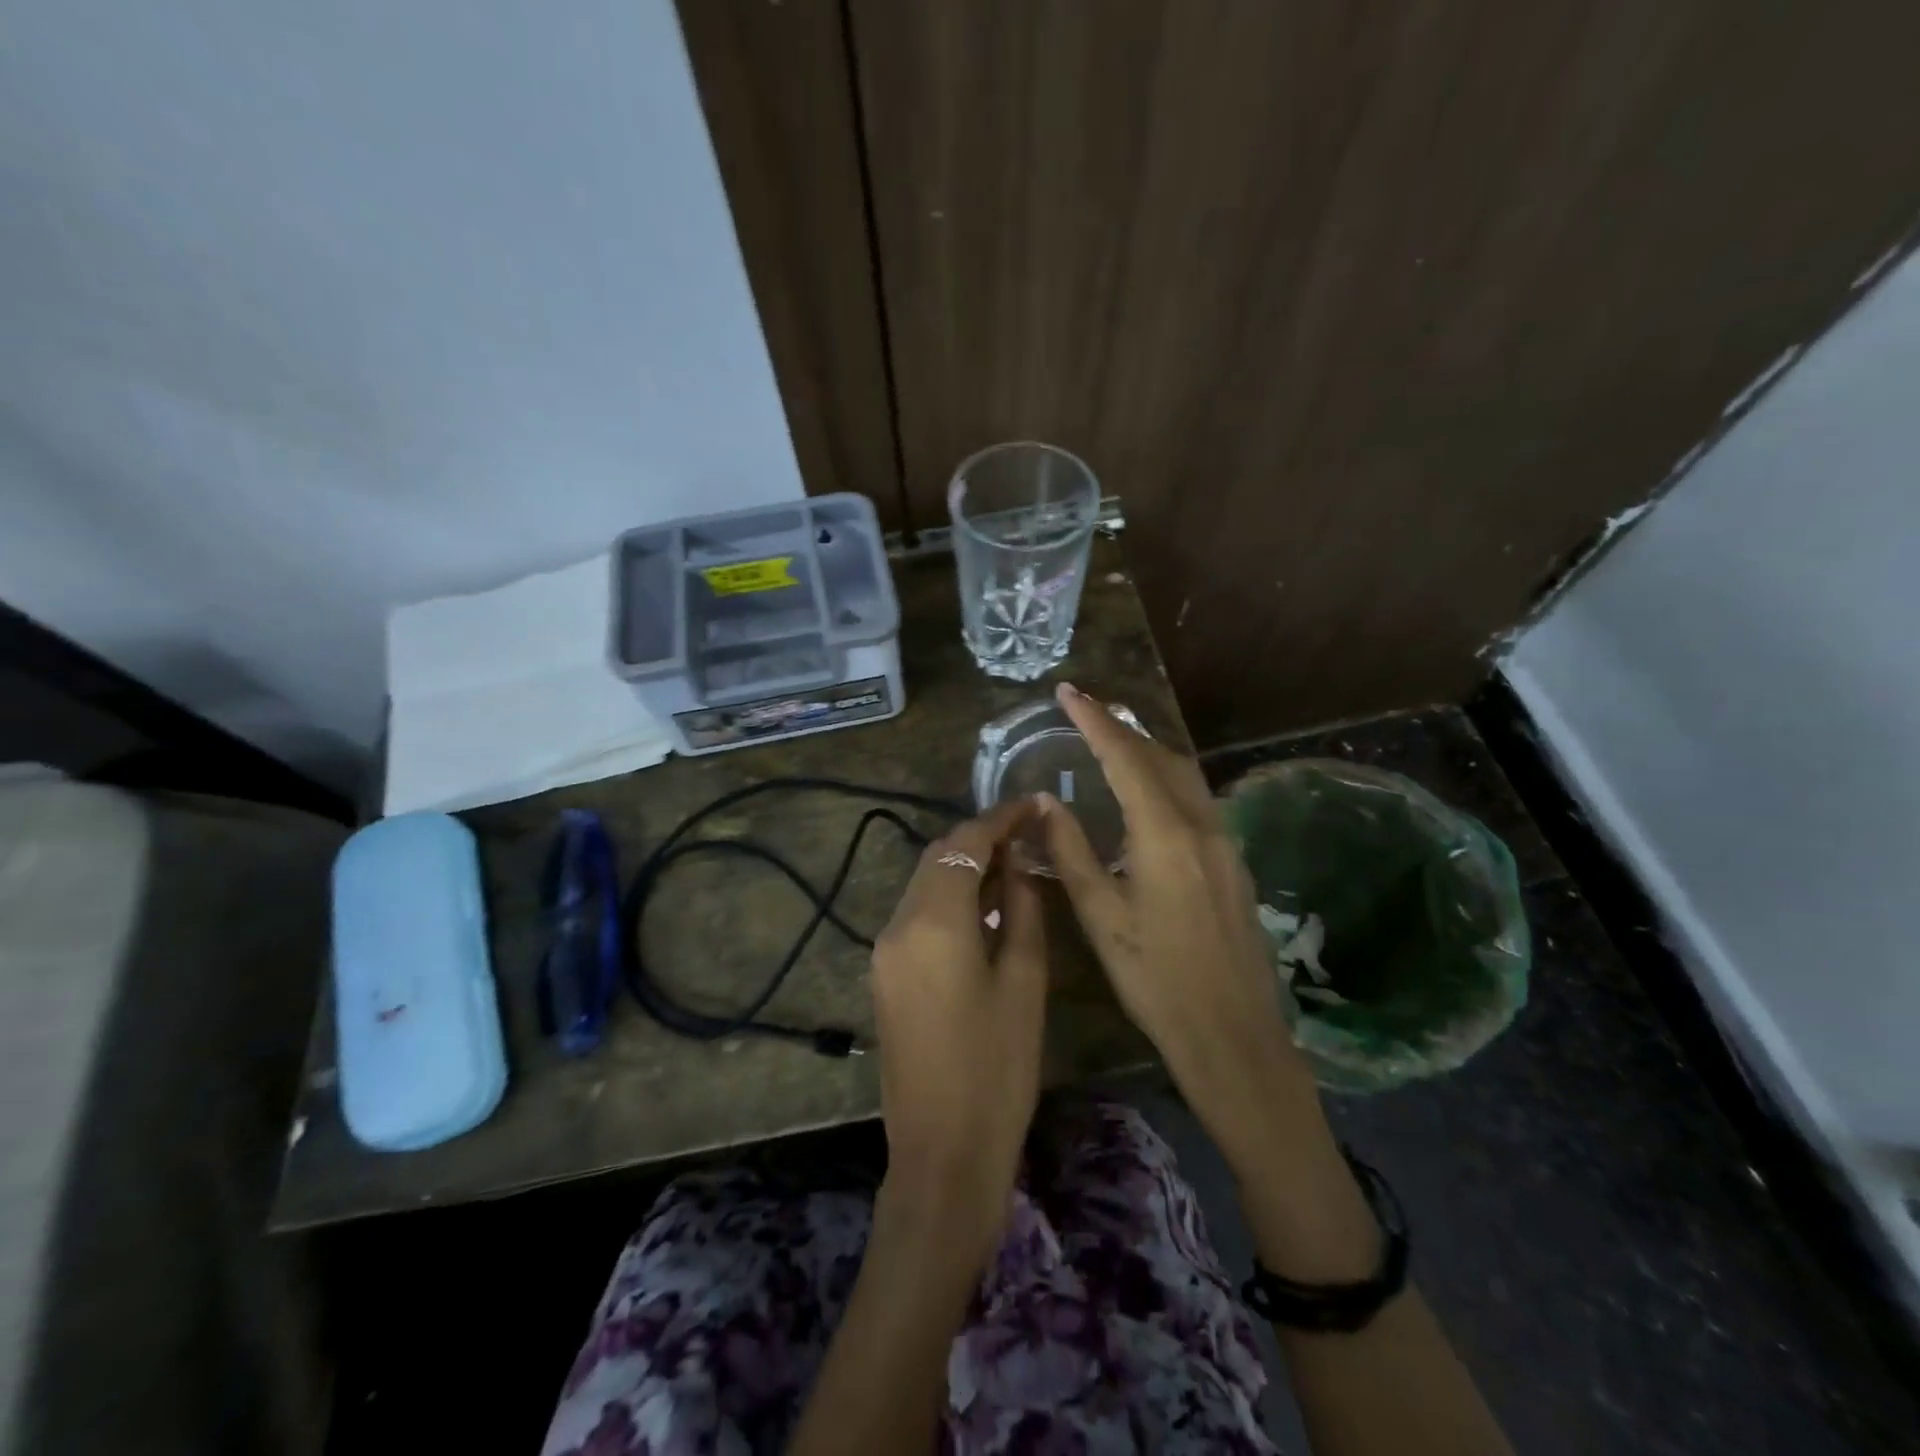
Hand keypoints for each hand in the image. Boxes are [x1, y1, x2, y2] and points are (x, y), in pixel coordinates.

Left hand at [870, 799, 1047, 1250]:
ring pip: (925, 883)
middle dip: (980, 838)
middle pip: (937, 856)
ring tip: (1014, 865)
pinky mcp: (885, 974)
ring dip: (964, 866)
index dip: (1001, 817)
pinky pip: (918, 914)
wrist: (942, 1154)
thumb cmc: (997, 1069)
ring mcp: (884, 950)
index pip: (964, 842)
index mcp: (933, 920)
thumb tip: (1020, 864)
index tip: (1035, 804)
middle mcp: (897, 924)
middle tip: (1029, 834)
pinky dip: (949, 897)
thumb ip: (1021, 909)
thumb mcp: (1024, 982)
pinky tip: (984, 907)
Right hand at [1040, 684, 1315, 1162]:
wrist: (1233, 1035)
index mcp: (1165, 833)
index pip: (1125, 757)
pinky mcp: (1234, 862)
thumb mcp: (1101, 916)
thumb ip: (1071, 850)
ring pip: (1184, 774)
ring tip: (1111, 740)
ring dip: (1147, 750)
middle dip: (1122, 727)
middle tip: (1085, 710)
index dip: (1094, 720)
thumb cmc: (1155, 979)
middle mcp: (1202, 825)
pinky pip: (1197, 799)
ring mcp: (1225, 842)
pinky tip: (1147, 793)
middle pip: (1161, 756)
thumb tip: (1045, 801)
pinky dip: (1166, 778)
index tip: (1067, 691)